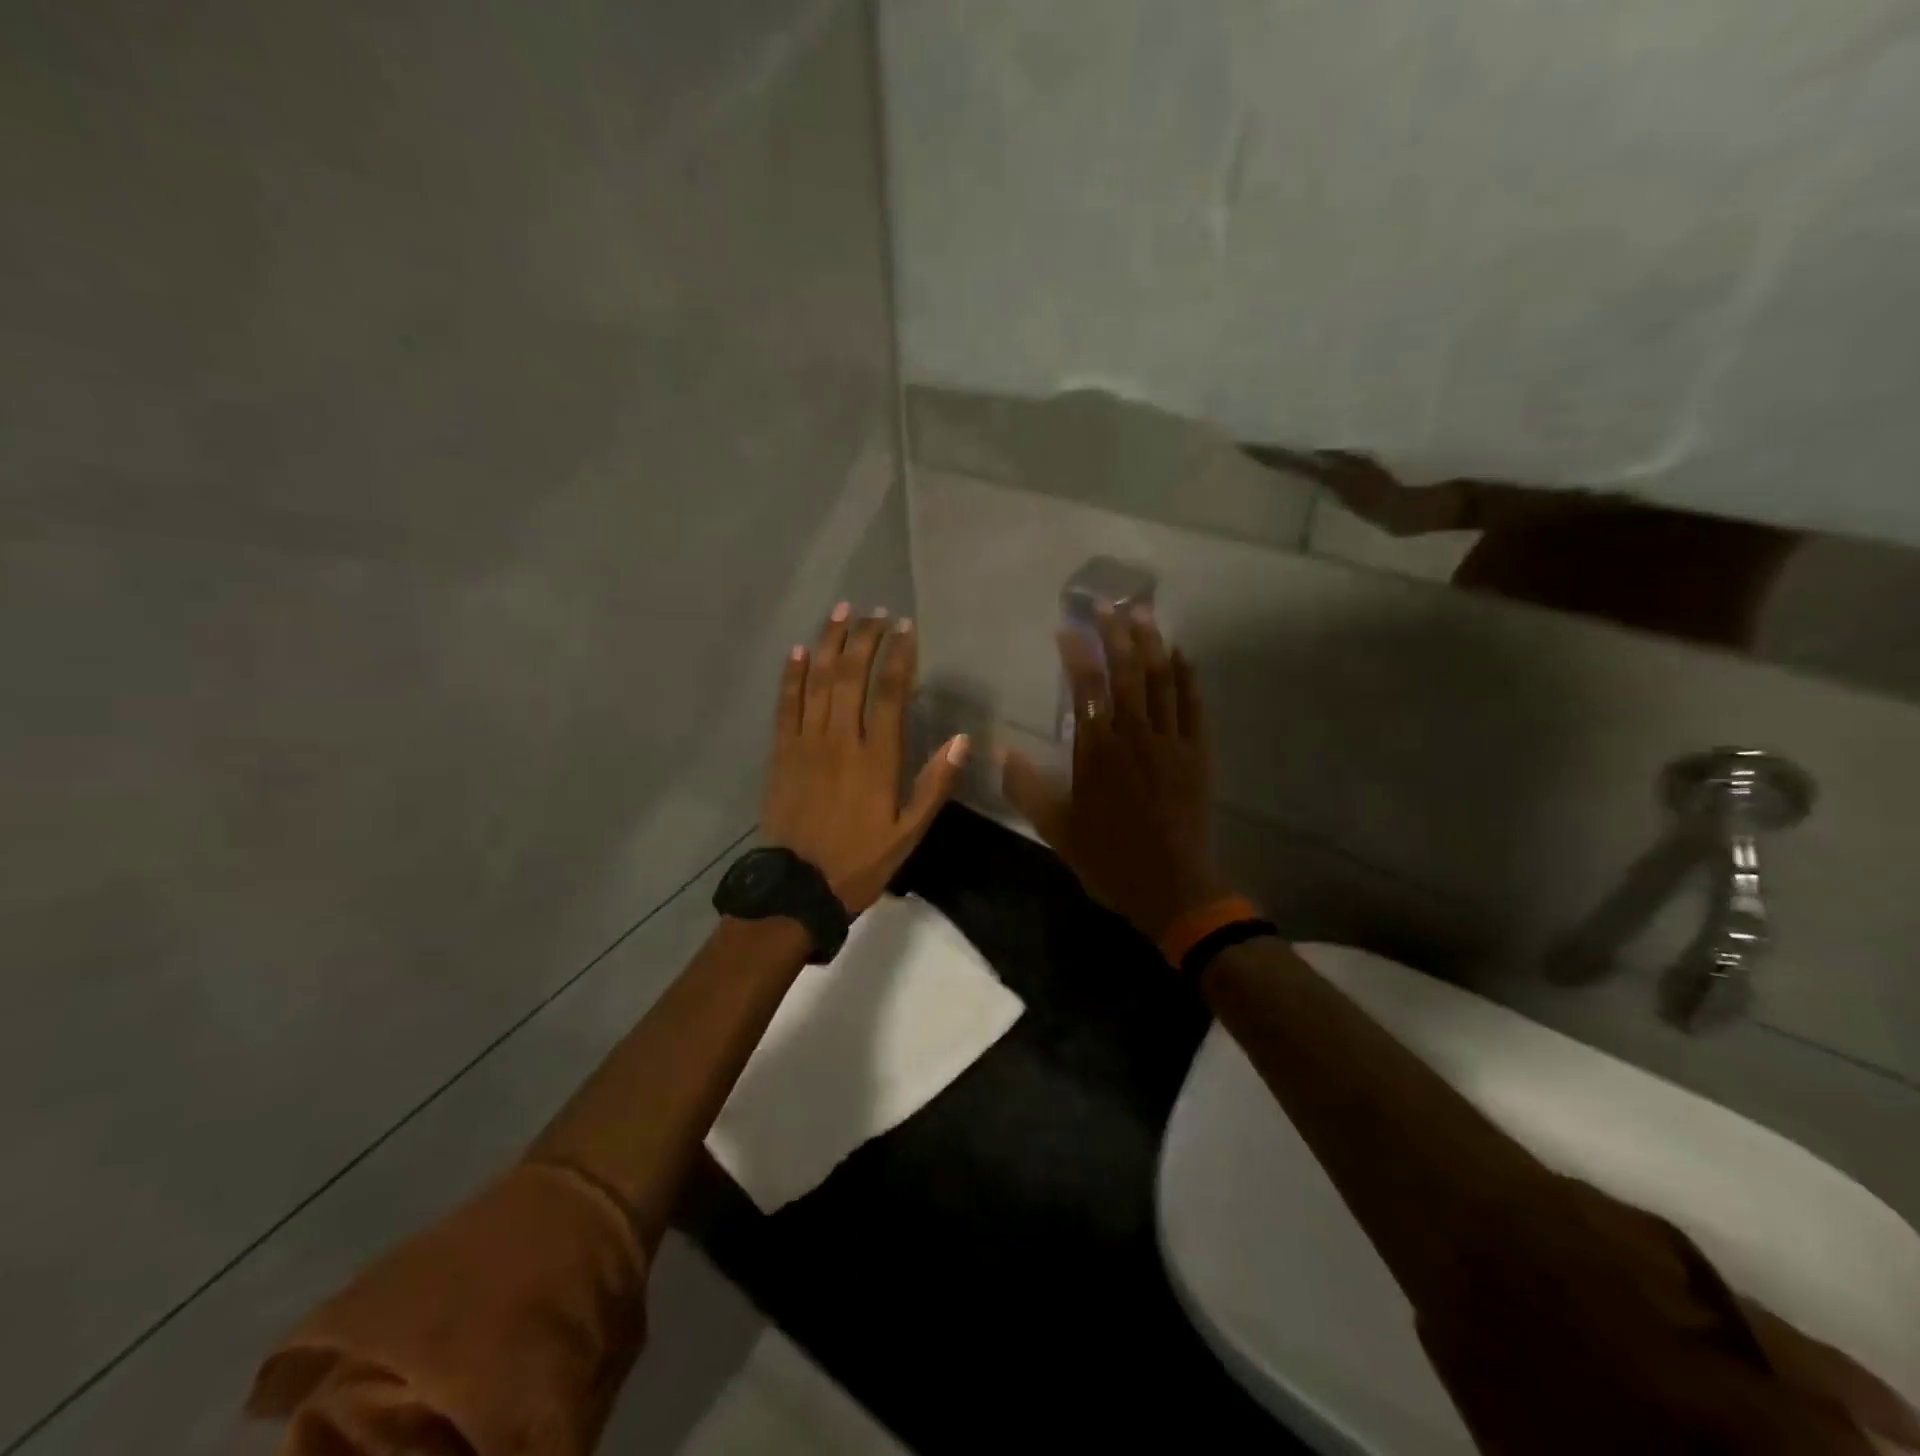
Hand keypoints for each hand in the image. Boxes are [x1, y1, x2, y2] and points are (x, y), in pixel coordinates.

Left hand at [761, 602, 968, 913]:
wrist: (797, 888)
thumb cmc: (860, 862)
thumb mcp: (909, 833)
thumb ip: (935, 785)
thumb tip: (963, 740)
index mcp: (876, 759)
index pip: (889, 693)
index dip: (899, 656)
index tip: (906, 628)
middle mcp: (840, 740)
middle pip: (851, 677)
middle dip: (865, 639)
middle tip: (876, 613)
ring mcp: (805, 743)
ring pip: (818, 682)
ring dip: (830, 643)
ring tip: (842, 611)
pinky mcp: (780, 753)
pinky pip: (785, 705)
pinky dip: (792, 675)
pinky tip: (800, 650)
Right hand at [1000, 607, 1230, 944]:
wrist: (1171, 889)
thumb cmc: (1108, 858)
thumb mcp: (1055, 830)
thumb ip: (1026, 788)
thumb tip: (1000, 751)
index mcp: (1097, 752)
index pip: (1086, 688)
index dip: (1076, 653)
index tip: (1067, 628)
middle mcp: (1134, 737)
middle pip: (1127, 672)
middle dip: (1117, 633)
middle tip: (1109, 603)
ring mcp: (1171, 743)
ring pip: (1162, 681)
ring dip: (1152, 643)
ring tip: (1144, 613)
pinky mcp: (1198, 754)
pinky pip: (1194, 706)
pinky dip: (1188, 677)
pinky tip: (1183, 655)